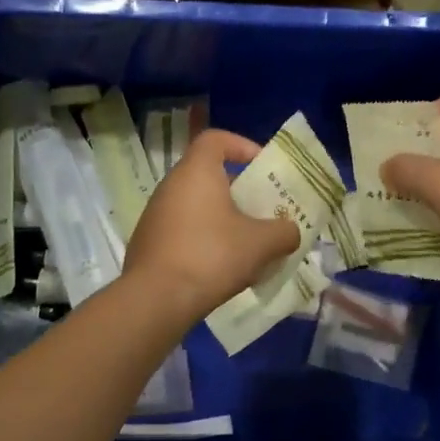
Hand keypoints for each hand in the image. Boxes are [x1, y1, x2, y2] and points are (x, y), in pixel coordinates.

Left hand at [124, 129, 300, 320]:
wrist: (154, 301)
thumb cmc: (211, 256)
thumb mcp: (261, 244)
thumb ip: (284, 232)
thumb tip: (290, 232)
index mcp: (196, 172)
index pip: (216, 139)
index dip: (242, 146)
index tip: (262, 167)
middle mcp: (171, 186)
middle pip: (209, 175)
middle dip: (239, 190)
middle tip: (263, 210)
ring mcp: (156, 215)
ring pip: (197, 205)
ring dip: (223, 218)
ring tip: (247, 243)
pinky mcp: (149, 243)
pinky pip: (183, 230)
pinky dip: (204, 239)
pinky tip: (221, 266)